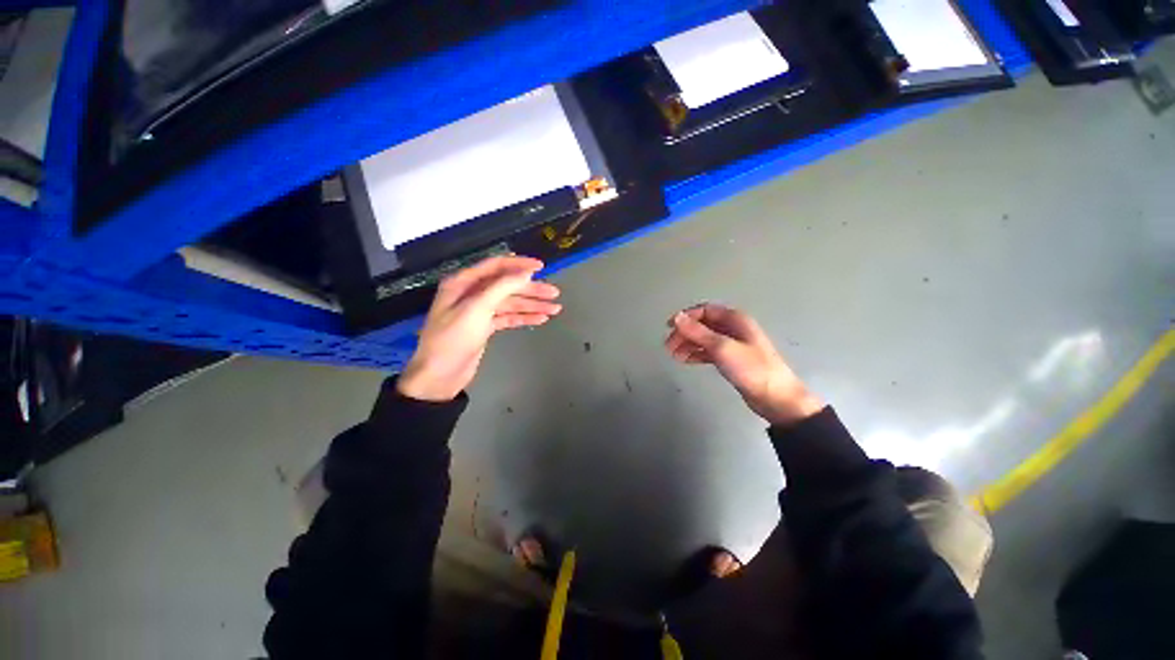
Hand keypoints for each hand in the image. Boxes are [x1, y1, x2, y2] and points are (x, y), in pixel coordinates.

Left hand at [397, 256, 561, 401]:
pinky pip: (508, 317)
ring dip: (532, 305)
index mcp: (463, 282)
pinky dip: (524, 318)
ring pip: (510, 303)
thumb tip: (526, 273)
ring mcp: (479, 311)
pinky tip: (541, 319)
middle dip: (531, 289)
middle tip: (554, 293)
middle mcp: (472, 293)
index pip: (495, 266)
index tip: (541, 267)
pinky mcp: (485, 327)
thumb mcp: (477, 308)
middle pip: (507, 286)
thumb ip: (502, 287)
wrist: (440, 375)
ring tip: (554, 309)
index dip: (519, 264)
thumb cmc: (454, 338)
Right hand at [665, 303, 823, 425]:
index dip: (686, 317)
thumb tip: (677, 317)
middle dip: (684, 333)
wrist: (776, 398)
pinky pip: (709, 351)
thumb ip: (697, 332)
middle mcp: (733, 328)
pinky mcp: (731, 360)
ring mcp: (733, 345)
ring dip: (688, 344)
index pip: (705, 310)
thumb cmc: (751, 368)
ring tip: (674, 355)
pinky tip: (685, 360)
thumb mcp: (722, 347)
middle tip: (669, 346)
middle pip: (703, 325)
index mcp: (735, 319)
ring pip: (704, 339)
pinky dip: (696, 354)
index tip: (669, 327)